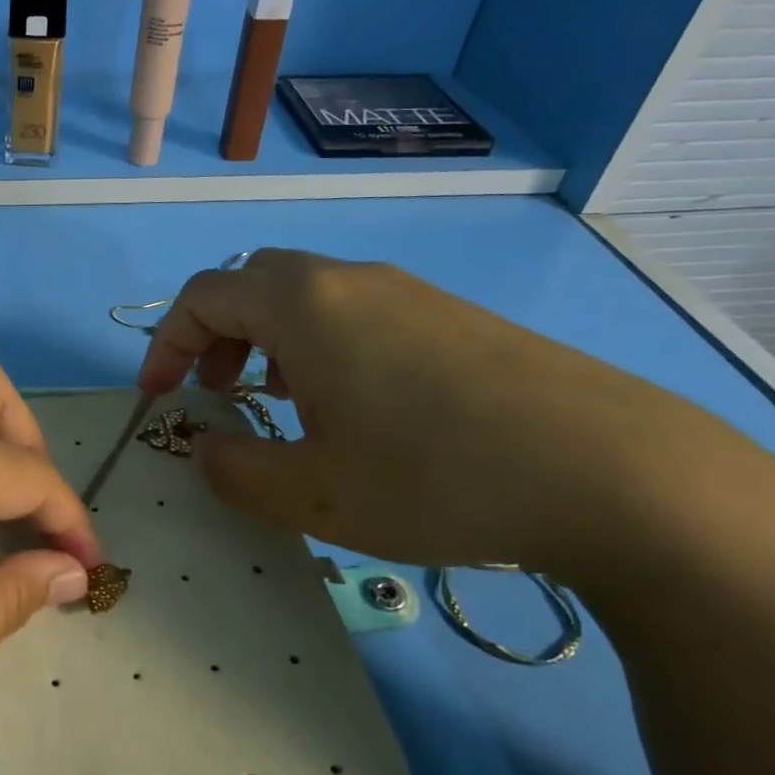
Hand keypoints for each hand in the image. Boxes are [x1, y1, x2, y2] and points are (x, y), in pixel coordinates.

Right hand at [138, 247, 711, 577]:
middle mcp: (352, 280)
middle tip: (222, 393)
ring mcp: (412, 294)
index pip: (203, 296)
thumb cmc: (434, 476)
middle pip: (255, 282)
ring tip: (289, 407)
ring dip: (273, 342)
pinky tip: (362, 413)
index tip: (159, 398)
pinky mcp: (457, 319)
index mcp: (303, 304)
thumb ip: (234, 471)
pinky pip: (362, 315)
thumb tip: (206, 450)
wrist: (616, 474)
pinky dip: (327, 348)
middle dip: (218, 335)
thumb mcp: (312, 495)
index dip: (166, 344)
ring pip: (311, 297)